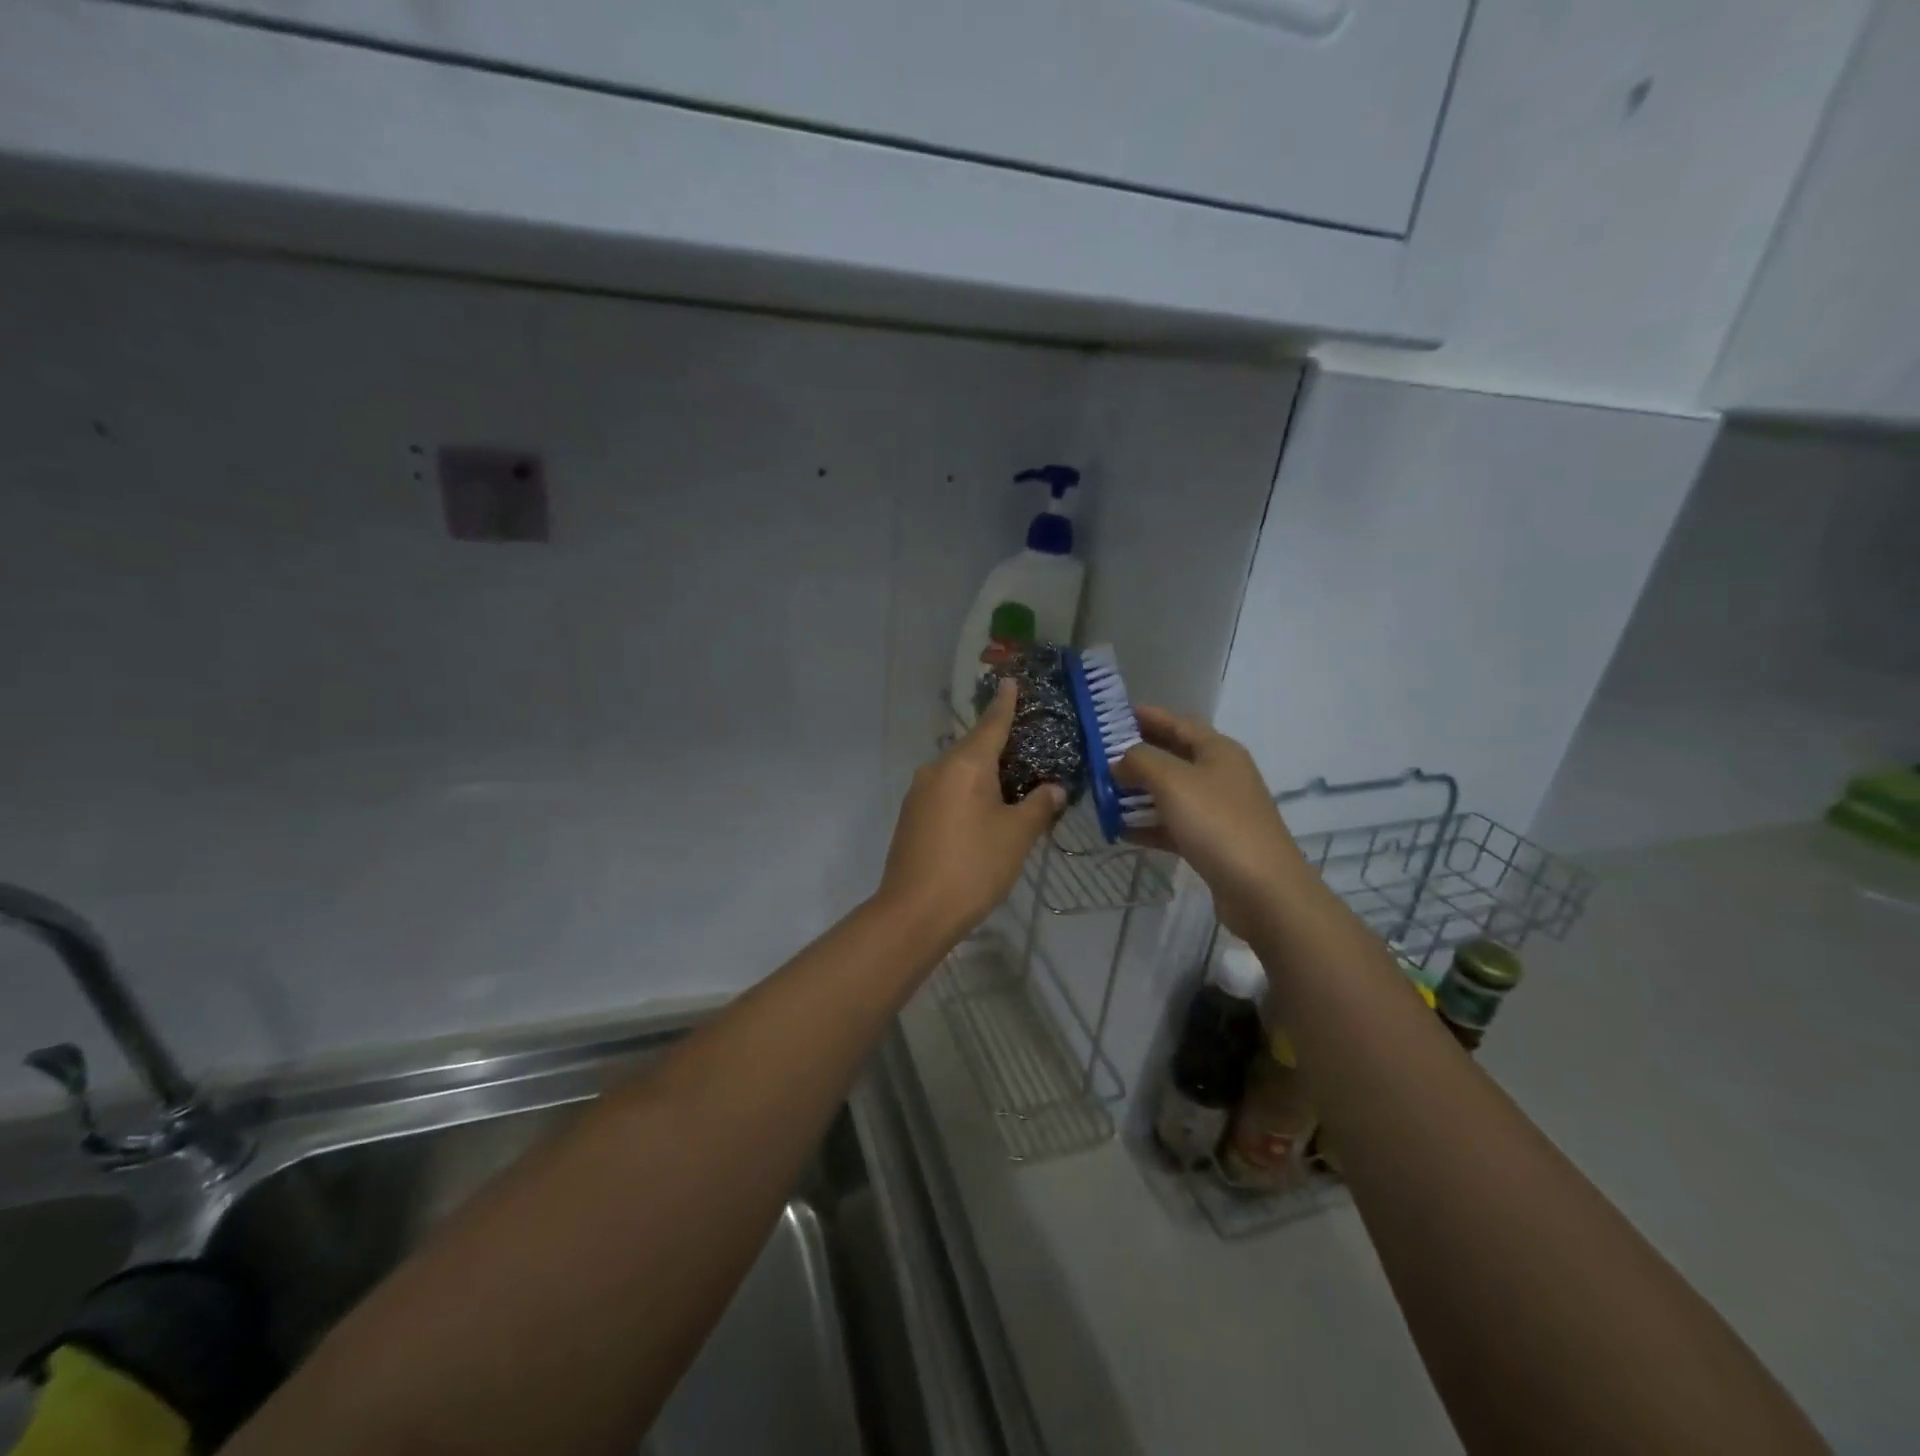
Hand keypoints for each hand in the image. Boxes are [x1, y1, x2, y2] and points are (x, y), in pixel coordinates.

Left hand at [878, 679, 1065, 945]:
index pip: (991, 725)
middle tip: (1028, 749)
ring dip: (983, 776)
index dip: (1005, 704)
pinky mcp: (911, 817)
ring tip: (1012, 787)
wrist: (915, 912)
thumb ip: (1038, 806)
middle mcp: (937, 769)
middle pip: (973, 749)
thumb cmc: (974, 866)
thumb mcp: (1017, 835)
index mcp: (965, 765)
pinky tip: (983, 814)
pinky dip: (967, 795)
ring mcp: (919, 794)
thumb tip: (1053, 789)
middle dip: (999, 747)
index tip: (1010, 682)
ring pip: (958, 774)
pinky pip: (946, 793)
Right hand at [1113, 706, 1308, 943]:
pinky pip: (1172, 826)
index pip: (1176, 722)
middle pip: (1171, 756)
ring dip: (1137, 792)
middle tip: (1096, 756)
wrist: (1262, 890)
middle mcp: (1219, 775)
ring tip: (1101, 792)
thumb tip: (1119, 759)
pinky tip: (1119, 830)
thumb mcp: (1173, 781)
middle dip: (1135, 756)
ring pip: (1169, 793)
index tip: (1108, 716)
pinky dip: (1147, 825)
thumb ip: (1140, 760)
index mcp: (1217, 750)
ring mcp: (1216, 810)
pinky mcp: (1210, 842)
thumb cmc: (1217, 823)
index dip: (1144, 716)